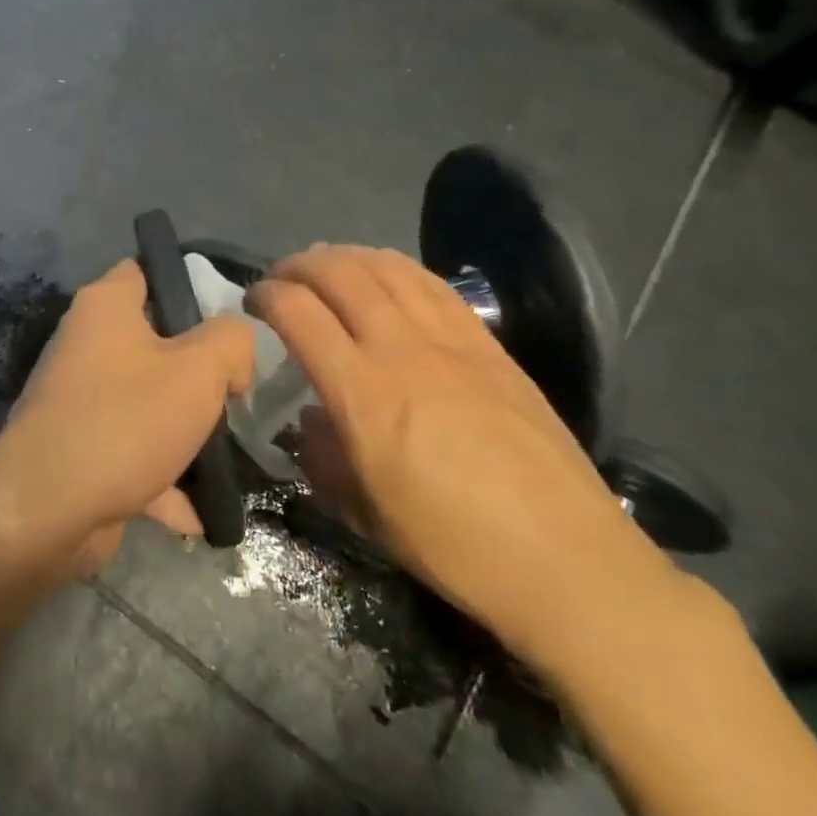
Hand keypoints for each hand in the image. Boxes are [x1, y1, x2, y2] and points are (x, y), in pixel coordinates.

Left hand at [0, 258, 255, 576]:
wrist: (44, 512)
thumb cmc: (126, 421)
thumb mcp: (200, 369)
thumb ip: (232, 340)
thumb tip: (233, 351)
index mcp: (106, 307)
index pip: (149, 269)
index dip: (192, 284)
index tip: (230, 318)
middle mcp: (86, 344)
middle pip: (156, 341)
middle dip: (200, 369)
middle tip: (237, 390)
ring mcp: (80, 400)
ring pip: (149, 402)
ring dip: (187, 431)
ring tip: (230, 451)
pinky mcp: (80, 450)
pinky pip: (134, 454)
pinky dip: (164, 481)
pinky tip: (199, 512)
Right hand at [248, 245, 676, 667]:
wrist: (564, 558)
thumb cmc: (452, 546)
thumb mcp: (361, 512)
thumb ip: (323, 453)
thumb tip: (313, 415)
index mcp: (362, 395)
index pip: (299, 313)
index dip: (266, 295)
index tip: (253, 300)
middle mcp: (403, 350)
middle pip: (340, 274)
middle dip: (300, 265)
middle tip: (282, 277)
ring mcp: (451, 341)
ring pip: (388, 268)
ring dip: (346, 257)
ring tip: (327, 266)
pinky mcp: (488, 344)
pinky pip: (433, 284)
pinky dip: (396, 267)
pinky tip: (386, 276)